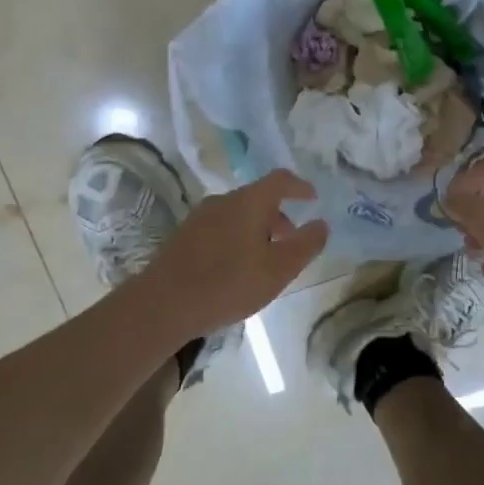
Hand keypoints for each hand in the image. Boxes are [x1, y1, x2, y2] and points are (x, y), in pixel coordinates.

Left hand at [136, 169, 328, 333]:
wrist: (162, 305)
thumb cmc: (229, 283)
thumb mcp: (279, 269)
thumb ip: (305, 244)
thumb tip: (321, 224)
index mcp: (249, 202)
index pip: (280, 180)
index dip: (300, 186)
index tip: (313, 198)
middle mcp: (223, 200)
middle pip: (258, 197)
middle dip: (279, 214)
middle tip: (291, 240)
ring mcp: (200, 217)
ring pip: (238, 214)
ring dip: (257, 228)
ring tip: (265, 259)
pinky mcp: (184, 236)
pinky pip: (221, 227)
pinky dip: (237, 238)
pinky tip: (236, 268)